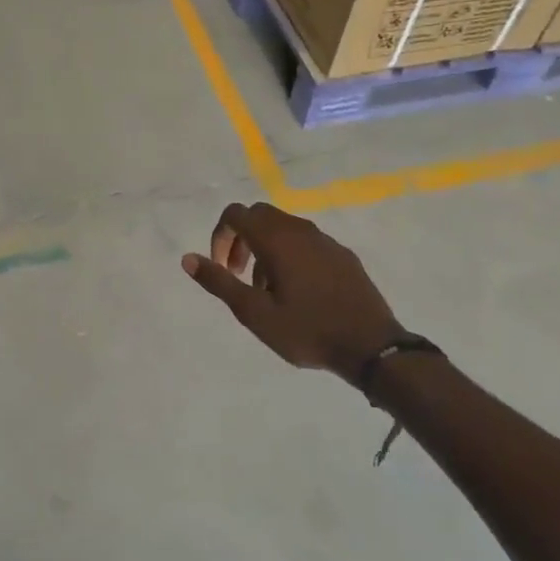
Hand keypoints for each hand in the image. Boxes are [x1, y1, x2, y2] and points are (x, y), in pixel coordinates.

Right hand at [182, 202, 403, 384]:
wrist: (372, 346)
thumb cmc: (307, 330)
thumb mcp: (254, 313)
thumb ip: (219, 282)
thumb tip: (187, 258)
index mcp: (277, 239)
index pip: (236, 214)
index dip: (220, 235)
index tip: (222, 268)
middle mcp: (300, 230)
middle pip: (259, 216)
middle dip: (241, 239)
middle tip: (238, 275)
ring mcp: (325, 241)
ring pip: (283, 229)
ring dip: (265, 249)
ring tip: (266, 290)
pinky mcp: (343, 255)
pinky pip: (306, 242)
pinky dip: (290, 255)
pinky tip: (297, 292)